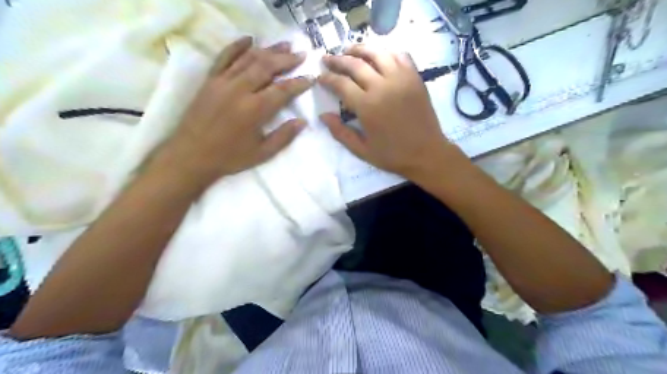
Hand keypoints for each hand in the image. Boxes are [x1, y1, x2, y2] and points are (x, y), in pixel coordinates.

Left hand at [155, 36, 313, 188]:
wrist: (190, 155)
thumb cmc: (229, 157)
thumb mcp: (262, 153)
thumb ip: (284, 136)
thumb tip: (302, 121)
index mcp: (255, 110)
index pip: (283, 90)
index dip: (299, 83)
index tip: (311, 77)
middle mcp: (240, 90)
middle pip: (267, 67)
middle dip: (286, 59)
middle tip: (301, 54)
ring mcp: (223, 82)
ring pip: (249, 58)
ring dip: (268, 49)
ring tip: (284, 44)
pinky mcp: (210, 80)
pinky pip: (224, 57)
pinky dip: (237, 46)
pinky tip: (249, 39)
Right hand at [318, 43, 464, 179]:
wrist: (427, 153)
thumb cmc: (393, 155)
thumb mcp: (362, 150)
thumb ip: (340, 133)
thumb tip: (323, 116)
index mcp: (367, 106)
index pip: (341, 83)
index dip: (327, 78)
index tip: (319, 77)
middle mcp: (383, 86)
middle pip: (355, 64)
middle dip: (337, 59)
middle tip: (327, 59)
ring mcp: (401, 79)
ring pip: (377, 53)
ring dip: (360, 49)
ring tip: (349, 51)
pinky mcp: (415, 77)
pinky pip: (400, 55)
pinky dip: (386, 52)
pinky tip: (378, 56)